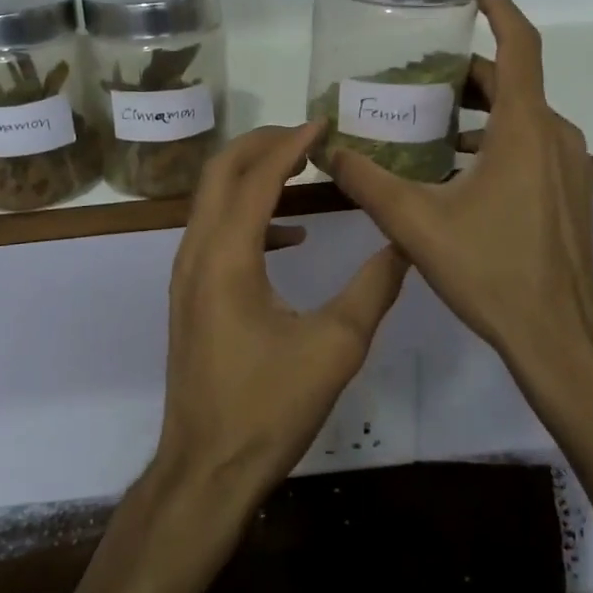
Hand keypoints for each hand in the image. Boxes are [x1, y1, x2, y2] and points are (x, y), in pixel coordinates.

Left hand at [153, 123, 409, 502]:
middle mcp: (196, 253)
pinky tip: (291, 236)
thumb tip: (406, 244)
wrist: (207, 468)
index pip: (256, 178)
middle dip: (261, 145)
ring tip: (301, 170)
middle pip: (220, 173)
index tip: (324, 124)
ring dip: (252, 175)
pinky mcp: (190, 295)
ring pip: (212, 200)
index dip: (290, 145)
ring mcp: (186, 274)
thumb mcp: (336, 347)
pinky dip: (249, 216)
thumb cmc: (269, 408)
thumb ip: (374, 288)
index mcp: (226, 257)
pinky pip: (215, 232)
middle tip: (307, 136)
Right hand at [329, 0, 592, 414]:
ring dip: (477, 109)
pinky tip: (455, 168)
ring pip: (521, 116)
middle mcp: (556, 136)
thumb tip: (326, 150)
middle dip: (464, 71)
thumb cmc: (491, 271)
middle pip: (512, 82)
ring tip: (426, 120)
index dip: (498, 8)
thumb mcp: (416, 223)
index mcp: (526, 129)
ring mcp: (570, 166)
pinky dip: (495, 138)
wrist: (557, 337)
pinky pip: (532, 145)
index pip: (520, 45)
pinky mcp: (571, 193)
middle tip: (414, 74)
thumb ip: (367, 182)